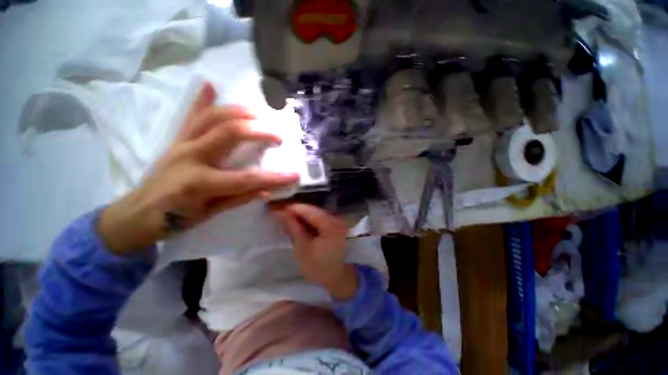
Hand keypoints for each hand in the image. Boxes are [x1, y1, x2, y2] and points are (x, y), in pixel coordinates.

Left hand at [98, 83, 298, 254]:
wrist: (136, 212)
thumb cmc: (174, 219)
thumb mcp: (211, 214)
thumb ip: (240, 199)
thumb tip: (267, 190)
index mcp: (200, 182)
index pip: (247, 178)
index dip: (274, 178)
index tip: (295, 175)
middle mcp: (191, 156)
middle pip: (230, 132)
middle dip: (260, 131)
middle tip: (279, 134)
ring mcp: (181, 143)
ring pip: (213, 116)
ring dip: (240, 111)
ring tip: (261, 113)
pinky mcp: (176, 138)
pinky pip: (191, 115)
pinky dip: (202, 99)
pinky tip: (211, 85)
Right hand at [275, 203, 357, 299]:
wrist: (334, 277)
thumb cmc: (318, 267)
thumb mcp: (302, 248)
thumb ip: (293, 228)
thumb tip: (280, 212)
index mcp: (330, 225)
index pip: (309, 210)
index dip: (292, 208)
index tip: (276, 210)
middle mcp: (336, 219)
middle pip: (312, 210)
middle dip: (296, 212)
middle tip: (280, 215)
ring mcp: (336, 221)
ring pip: (314, 213)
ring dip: (301, 216)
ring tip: (287, 221)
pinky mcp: (334, 225)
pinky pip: (318, 219)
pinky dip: (308, 221)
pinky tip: (298, 226)